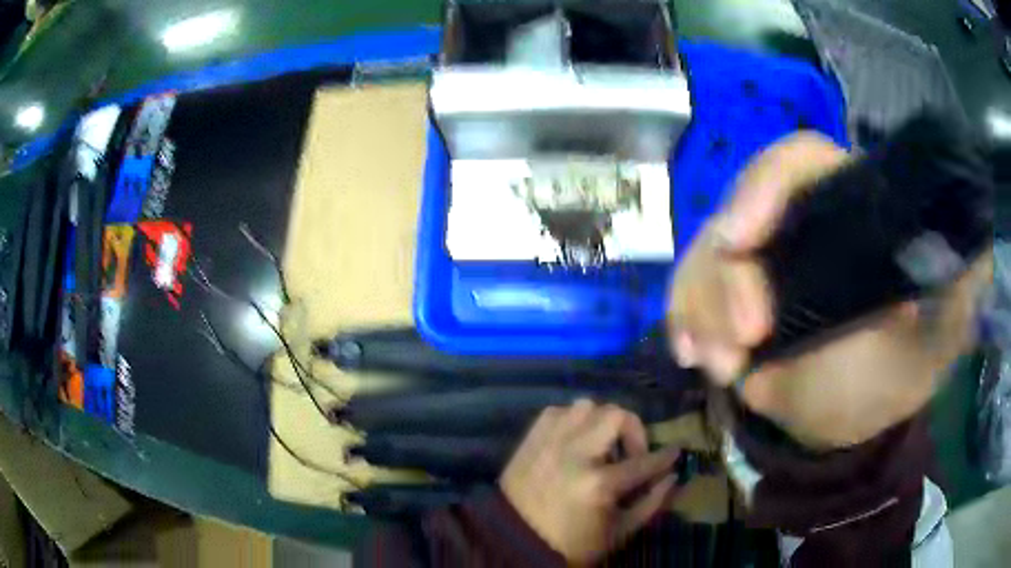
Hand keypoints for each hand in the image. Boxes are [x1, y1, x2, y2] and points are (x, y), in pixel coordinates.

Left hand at [499, 400, 680, 562]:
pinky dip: (573, 420)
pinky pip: (558, 411)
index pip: (644, 462)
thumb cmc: (572, 543)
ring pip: (586, 406)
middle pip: (616, 415)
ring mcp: (549, 443)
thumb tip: (672, 477)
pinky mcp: (531, 440)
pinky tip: (576, 440)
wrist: (515, 541)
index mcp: (598, 485)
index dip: (665, 456)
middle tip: (632, 452)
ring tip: (601, 446)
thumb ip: (651, 503)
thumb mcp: (619, 533)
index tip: (675, 452)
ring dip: (602, 422)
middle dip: (634, 431)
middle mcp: (575, 455)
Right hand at [668, 132, 990, 447]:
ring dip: (702, 309)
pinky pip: (687, 291)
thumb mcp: (937, 335)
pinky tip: (694, 355)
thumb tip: (970, 233)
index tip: (744, 241)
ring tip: (725, 367)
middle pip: (736, 210)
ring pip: (704, 254)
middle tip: (742, 344)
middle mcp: (797, 223)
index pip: (795, 163)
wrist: (841, 428)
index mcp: (847, 212)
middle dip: (725, 276)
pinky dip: (683, 320)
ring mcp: (758, 263)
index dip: (763, 188)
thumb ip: (959, 282)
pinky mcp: (730, 300)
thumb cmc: (892, 380)